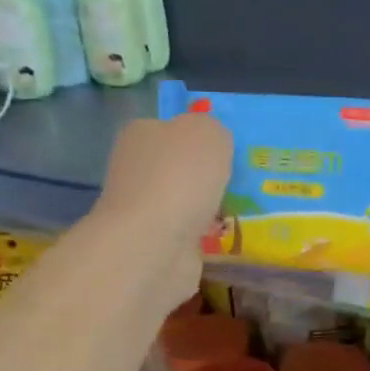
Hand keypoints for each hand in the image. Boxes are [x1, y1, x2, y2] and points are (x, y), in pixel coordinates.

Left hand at [91, 113, 232, 307]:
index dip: (199, 138)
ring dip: (205, 207)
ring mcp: (140, 208)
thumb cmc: (181, 177)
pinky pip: (185, 231)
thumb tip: (212, 145)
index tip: (225, 153)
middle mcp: (133, 168)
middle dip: (204, 176)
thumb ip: (213, 131)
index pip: (171, 128)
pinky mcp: (151, 242)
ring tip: (235, 210)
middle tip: (236, 182)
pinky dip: (203, 234)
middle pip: (177, 166)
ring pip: (182, 201)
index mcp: (140, 133)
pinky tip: (222, 235)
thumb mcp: (210, 133)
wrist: (155, 242)